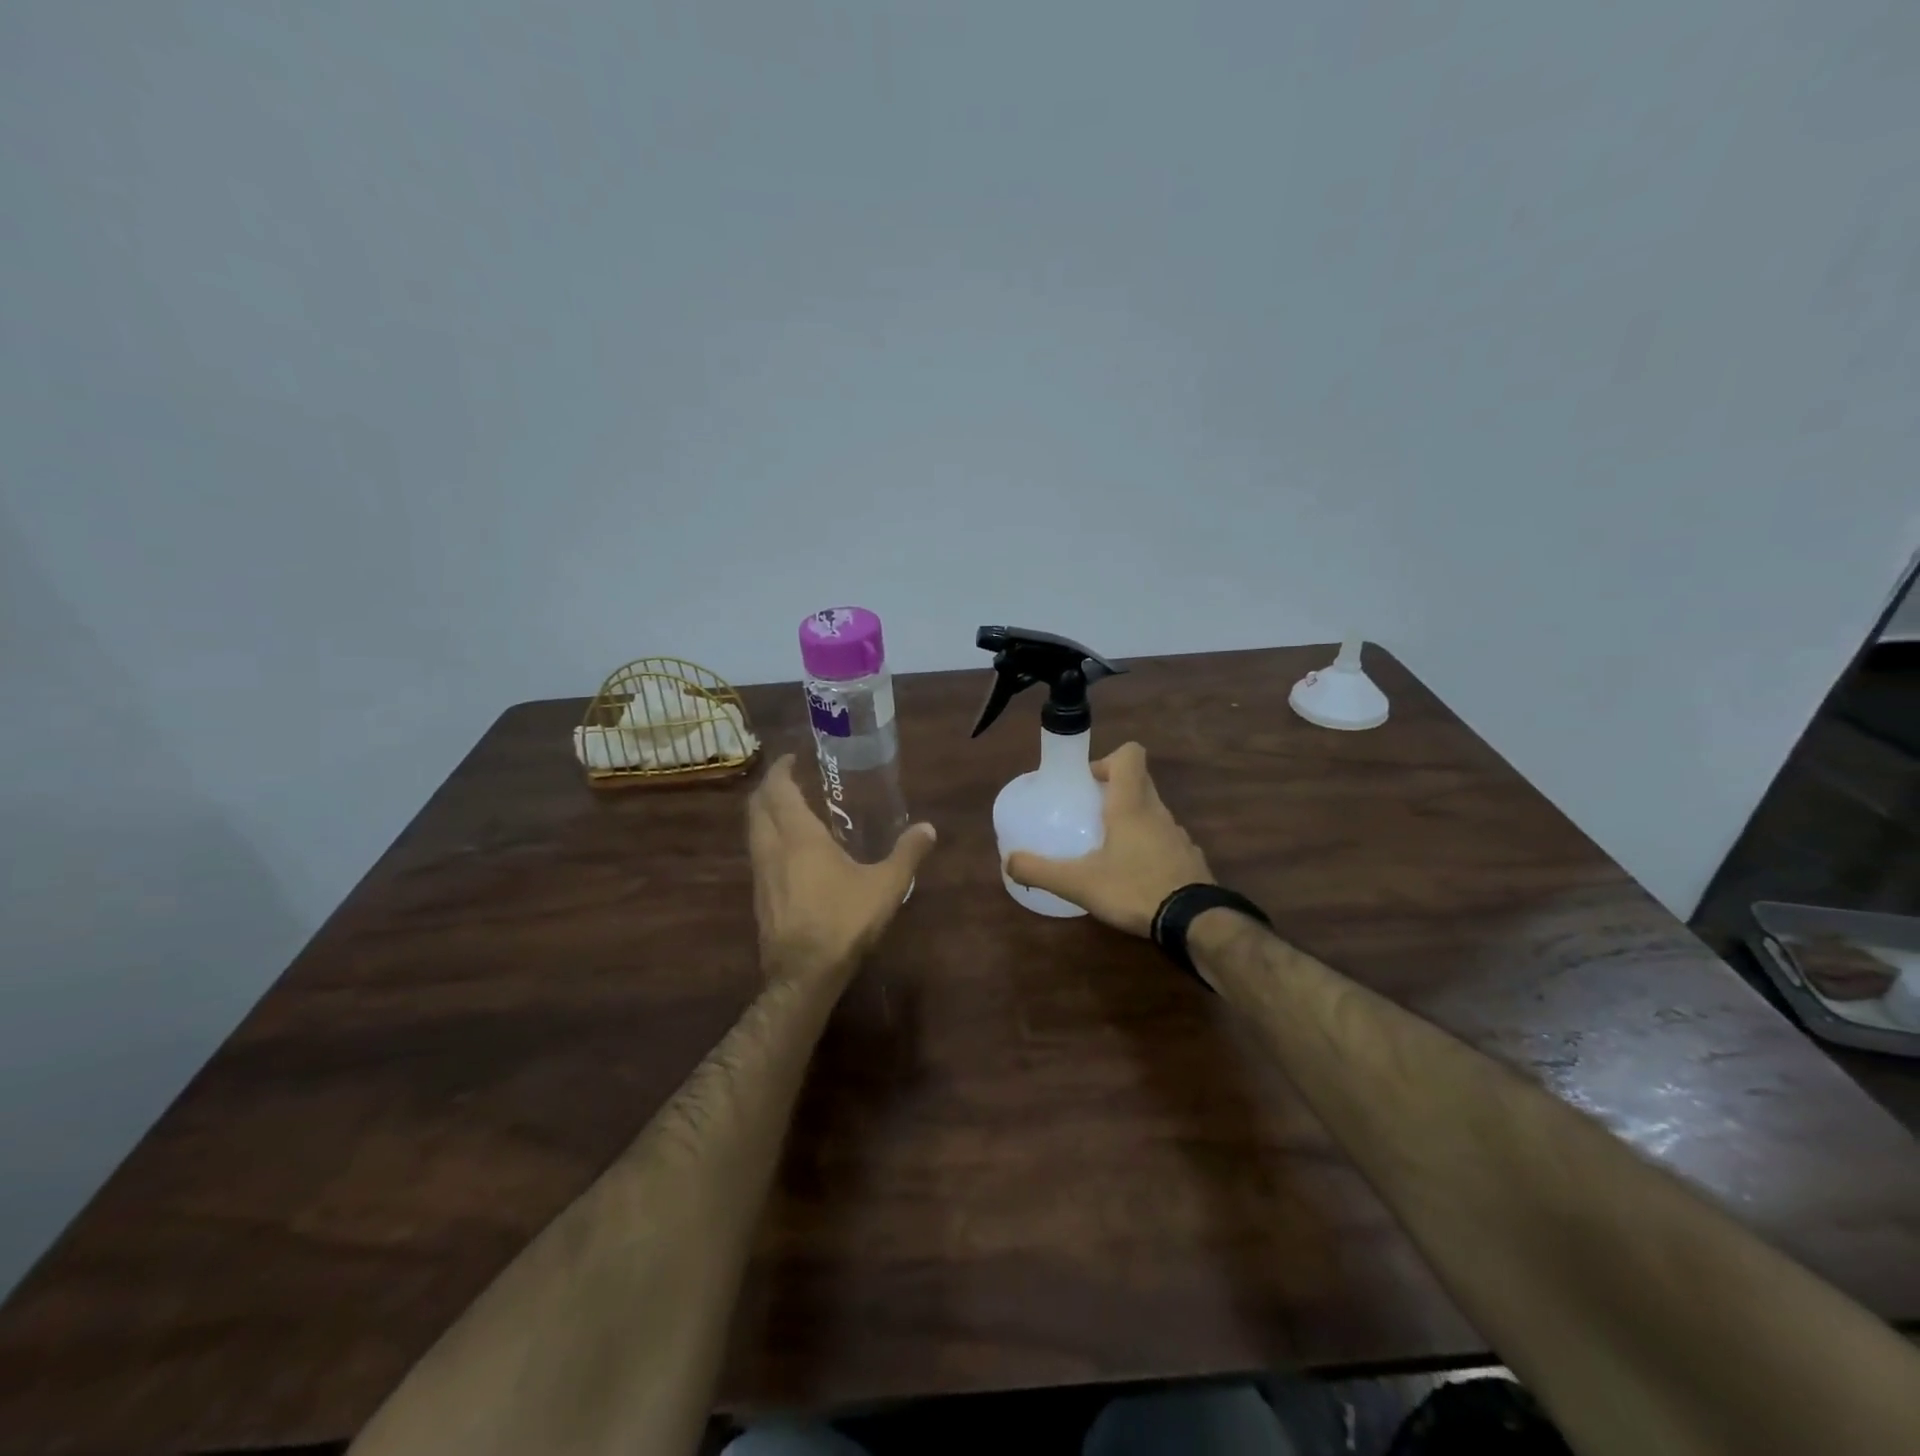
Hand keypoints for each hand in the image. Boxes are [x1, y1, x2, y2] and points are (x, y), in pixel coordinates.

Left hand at [746, 755, 937, 987]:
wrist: (803, 974)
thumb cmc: (843, 921)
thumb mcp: (885, 886)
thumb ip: (907, 854)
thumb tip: (928, 828)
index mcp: (799, 837)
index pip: (779, 790)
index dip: (781, 770)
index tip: (791, 758)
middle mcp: (772, 848)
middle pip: (756, 807)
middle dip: (768, 788)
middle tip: (789, 779)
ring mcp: (760, 874)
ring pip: (753, 831)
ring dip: (764, 814)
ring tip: (789, 810)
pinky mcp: (759, 897)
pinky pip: (757, 854)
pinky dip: (767, 839)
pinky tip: (789, 852)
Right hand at [1005, 742, 1212, 936]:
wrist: (1195, 921)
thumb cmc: (1134, 888)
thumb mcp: (1079, 883)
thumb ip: (1040, 870)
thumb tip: (1008, 862)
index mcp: (1131, 804)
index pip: (1131, 754)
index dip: (1108, 760)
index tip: (1088, 782)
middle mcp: (1157, 811)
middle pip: (1139, 781)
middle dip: (1113, 790)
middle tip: (1088, 814)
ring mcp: (1178, 834)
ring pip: (1152, 811)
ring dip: (1131, 819)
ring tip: (1107, 847)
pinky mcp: (1189, 858)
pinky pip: (1164, 839)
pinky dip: (1148, 846)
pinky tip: (1133, 874)